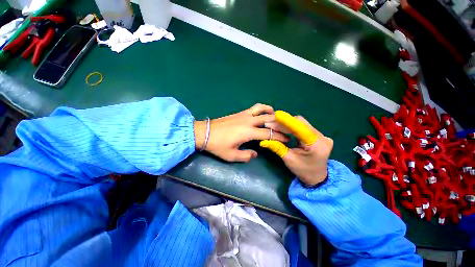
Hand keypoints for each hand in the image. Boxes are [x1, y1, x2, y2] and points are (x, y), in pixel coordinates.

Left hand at [194, 104, 288, 161]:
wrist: (205, 133)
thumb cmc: (217, 145)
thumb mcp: (231, 156)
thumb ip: (246, 156)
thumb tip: (255, 153)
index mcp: (248, 132)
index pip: (269, 134)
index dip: (279, 137)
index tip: (287, 140)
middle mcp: (248, 121)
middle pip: (268, 119)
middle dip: (279, 124)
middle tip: (285, 129)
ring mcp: (244, 115)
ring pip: (261, 108)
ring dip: (270, 112)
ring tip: (275, 117)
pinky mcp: (239, 113)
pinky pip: (254, 108)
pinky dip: (262, 109)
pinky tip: (262, 114)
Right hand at [260, 111, 333, 185]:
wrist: (317, 177)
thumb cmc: (303, 171)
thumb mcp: (289, 159)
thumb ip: (277, 148)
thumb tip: (263, 141)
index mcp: (317, 144)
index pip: (301, 128)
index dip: (288, 121)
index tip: (276, 115)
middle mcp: (322, 137)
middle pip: (300, 123)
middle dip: (284, 122)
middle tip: (270, 124)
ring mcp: (321, 135)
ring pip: (301, 124)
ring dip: (286, 124)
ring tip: (274, 126)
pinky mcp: (317, 135)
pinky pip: (302, 127)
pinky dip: (291, 127)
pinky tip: (283, 129)